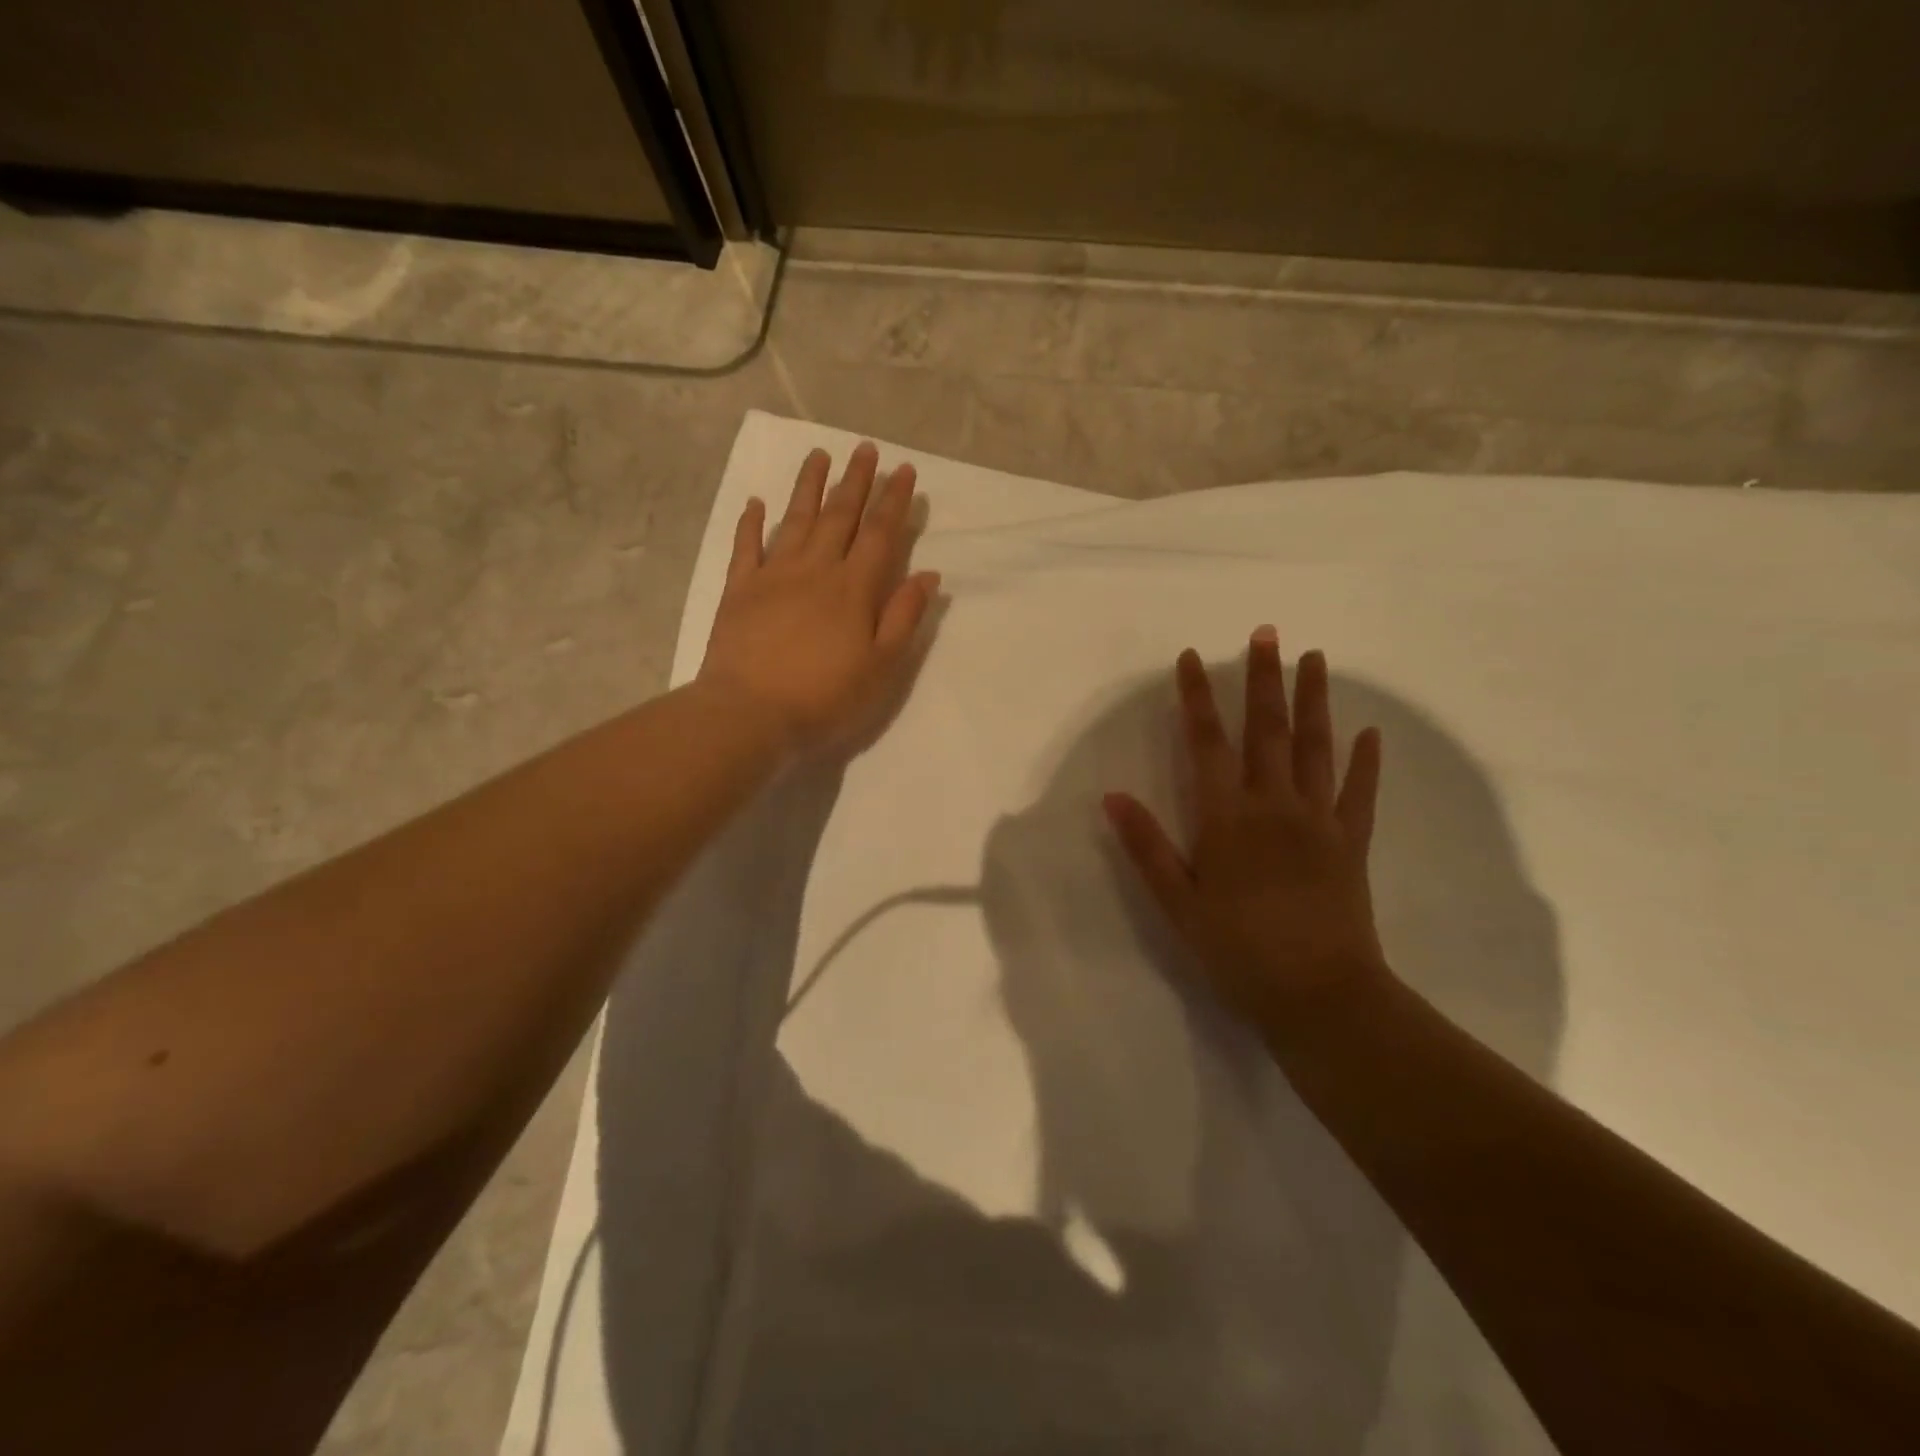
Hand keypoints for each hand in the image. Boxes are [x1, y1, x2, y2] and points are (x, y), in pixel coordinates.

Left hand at [697, 442, 940, 752]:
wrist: (749, 713)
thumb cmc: (825, 697)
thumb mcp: (881, 667)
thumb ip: (904, 617)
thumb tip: (927, 575)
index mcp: (854, 588)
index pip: (879, 534)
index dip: (893, 501)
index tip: (903, 471)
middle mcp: (815, 569)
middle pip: (838, 516)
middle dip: (856, 481)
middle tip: (866, 449)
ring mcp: (772, 576)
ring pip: (795, 520)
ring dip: (809, 486)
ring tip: (819, 455)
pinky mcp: (738, 591)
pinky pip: (746, 547)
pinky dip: (751, 523)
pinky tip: (755, 503)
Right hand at [1104, 629, 1392, 1036]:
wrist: (1319, 996)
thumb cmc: (1237, 950)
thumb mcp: (1177, 903)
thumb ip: (1147, 846)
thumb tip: (1112, 797)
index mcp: (1227, 818)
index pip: (1206, 743)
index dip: (1197, 698)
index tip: (1192, 658)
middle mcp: (1274, 805)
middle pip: (1266, 730)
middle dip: (1262, 679)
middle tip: (1267, 633)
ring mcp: (1319, 821)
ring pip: (1316, 748)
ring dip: (1314, 700)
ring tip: (1314, 658)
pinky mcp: (1351, 843)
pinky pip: (1360, 793)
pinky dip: (1365, 761)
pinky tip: (1369, 732)